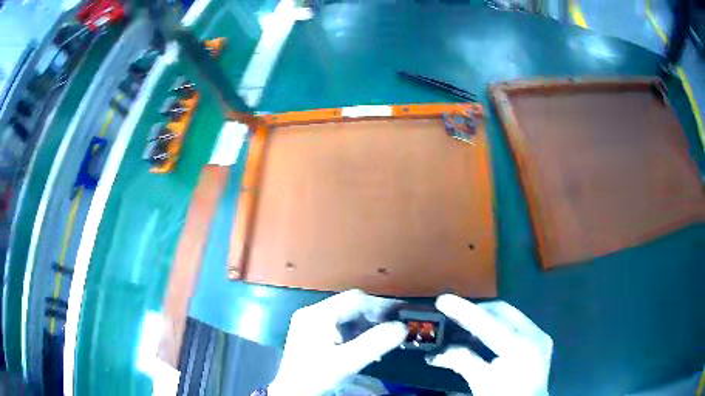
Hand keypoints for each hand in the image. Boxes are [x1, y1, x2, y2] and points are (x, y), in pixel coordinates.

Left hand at [268, 289, 406, 395]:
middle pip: (350, 306)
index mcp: (317, 314)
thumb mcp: (346, 362)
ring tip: (384, 338)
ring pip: (346, 317)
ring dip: (367, 325)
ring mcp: (311, 324)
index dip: (380, 305)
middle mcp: (312, 314)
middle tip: (395, 326)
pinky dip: (356, 333)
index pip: (354, 299)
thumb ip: (374, 344)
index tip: (401, 313)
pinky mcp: (313, 335)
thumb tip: (402, 328)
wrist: (293, 392)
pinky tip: (366, 345)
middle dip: (374, 316)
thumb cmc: (316, 376)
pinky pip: (340, 327)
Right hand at [427, 295, 552, 395]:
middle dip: (477, 311)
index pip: (487, 322)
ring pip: (510, 316)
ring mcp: (540, 337)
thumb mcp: (481, 383)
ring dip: (487, 319)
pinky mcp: (541, 342)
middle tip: (454, 316)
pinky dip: (499, 327)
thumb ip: (462, 362)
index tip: (443, 300)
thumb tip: (438, 353)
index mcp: (520, 347)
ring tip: (466, 328)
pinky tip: (486, 339)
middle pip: (502, 311)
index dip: (463, 310)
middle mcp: (534, 335)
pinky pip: (517, 325)